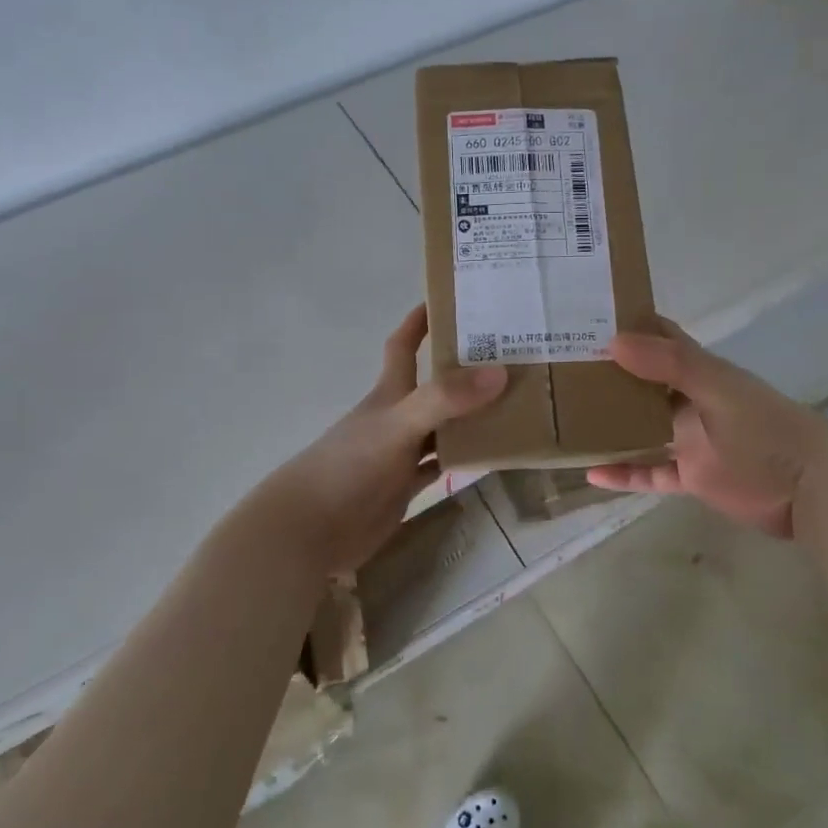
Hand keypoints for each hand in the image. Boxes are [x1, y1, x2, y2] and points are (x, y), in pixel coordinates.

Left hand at [262, 305, 504, 573]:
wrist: (311, 529)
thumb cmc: (348, 467)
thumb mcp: (397, 425)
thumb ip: (444, 400)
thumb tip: (499, 372)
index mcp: (389, 393)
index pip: (403, 346)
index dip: (420, 321)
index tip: (449, 298)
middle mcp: (397, 417)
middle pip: (434, 385)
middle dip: (464, 369)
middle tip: (510, 355)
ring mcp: (401, 453)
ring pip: (444, 426)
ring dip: (472, 415)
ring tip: (517, 402)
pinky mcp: (405, 487)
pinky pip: (442, 464)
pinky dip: (464, 457)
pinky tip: (492, 453)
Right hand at [587, 319, 827, 539]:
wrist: (810, 489)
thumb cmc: (766, 430)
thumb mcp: (719, 391)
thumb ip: (672, 366)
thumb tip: (614, 340)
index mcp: (700, 372)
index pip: (660, 339)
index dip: (628, 325)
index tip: (585, 317)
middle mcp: (688, 402)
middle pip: (642, 384)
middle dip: (607, 374)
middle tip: (559, 368)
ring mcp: (688, 440)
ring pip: (639, 428)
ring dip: (609, 424)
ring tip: (564, 418)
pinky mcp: (689, 476)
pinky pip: (648, 472)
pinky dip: (623, 473)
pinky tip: (590, 473)